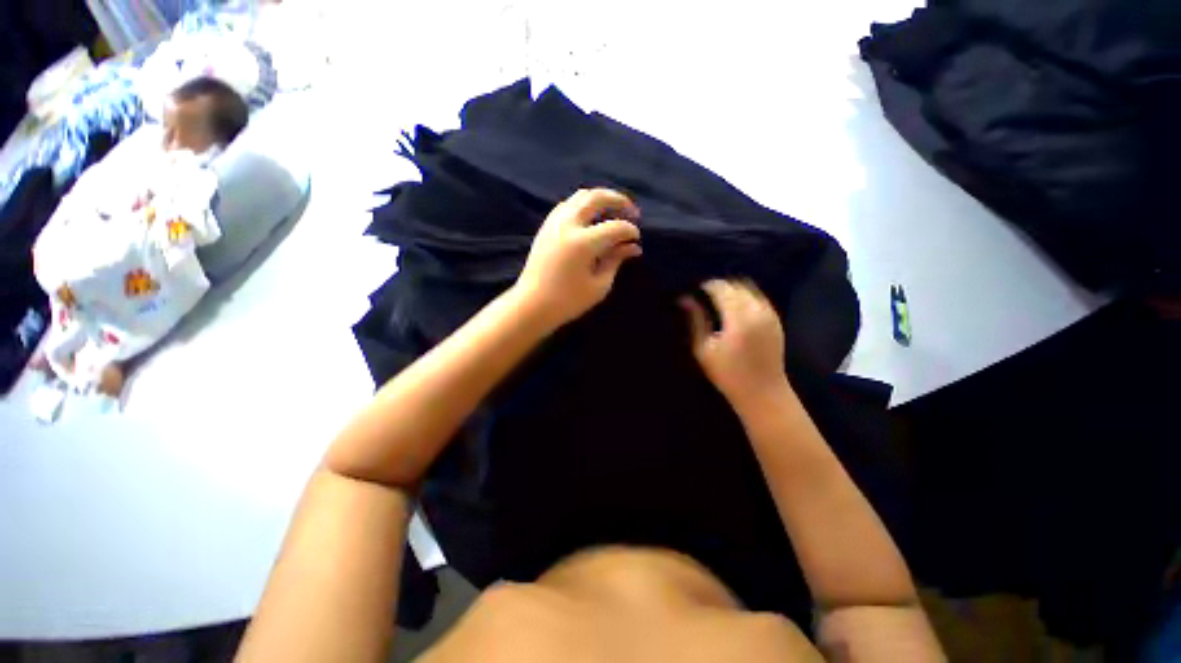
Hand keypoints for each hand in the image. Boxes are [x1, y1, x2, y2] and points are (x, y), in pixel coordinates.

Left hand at [513, 188, 641, 330]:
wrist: (532, 305)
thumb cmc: (568, 301)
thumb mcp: (599, 285)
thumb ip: (615, 260)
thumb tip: (632, 247)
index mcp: (583, 243)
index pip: (615, 227)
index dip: (630, 231)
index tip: (636, 239)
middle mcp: (568, 224)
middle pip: (597, 197)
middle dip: (619, 200)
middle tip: (632, 212)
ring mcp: (554, 222)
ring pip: (581, 196)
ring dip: (600, 199)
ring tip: (613, 212)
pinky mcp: (546, 226)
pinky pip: (568, 205)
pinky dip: (584, 205)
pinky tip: (592, 218)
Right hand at [681, 279, 790, 408]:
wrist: (763, 392)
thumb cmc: (727, 374)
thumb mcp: (704, 349)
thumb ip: (696, 320)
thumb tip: (685, 299)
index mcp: (738, 319)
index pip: (722, 289)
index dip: (708, 285)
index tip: (695, 289)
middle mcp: (757, 311)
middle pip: (737, 285)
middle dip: (720, 286)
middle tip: (704, 294)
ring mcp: (770, 314)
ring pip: (750, 289)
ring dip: (733, 289)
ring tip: (718, 299)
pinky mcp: (776, 320)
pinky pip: (759, 298)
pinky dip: (745, 296)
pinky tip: (734, 307)